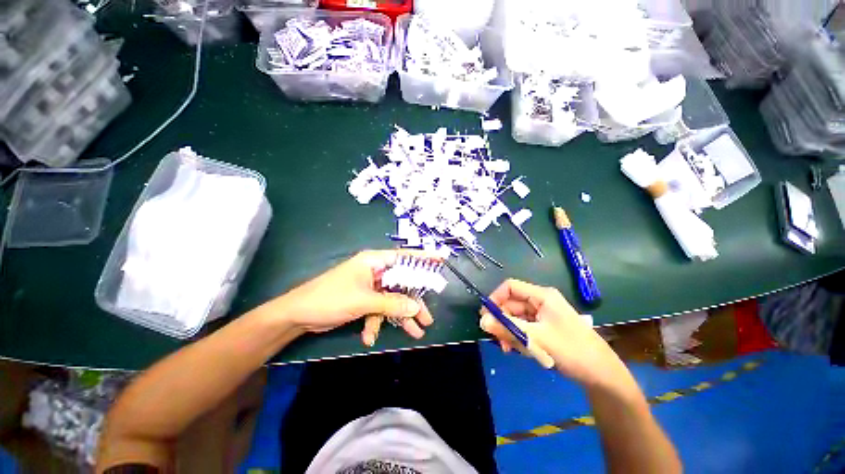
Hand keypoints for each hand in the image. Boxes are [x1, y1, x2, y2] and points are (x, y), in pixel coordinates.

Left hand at [275, 250, 435, 345]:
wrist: (299, 314)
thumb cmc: (331, 298)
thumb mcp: (364, 301)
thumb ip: (392, 303)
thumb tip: (415, 308)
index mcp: (374, 262)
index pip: (404, 257)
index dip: (423, 258)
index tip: (441, 261)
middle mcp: (374, 271)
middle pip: (401, 283)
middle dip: (413, 302)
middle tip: (427, 318)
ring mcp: (369, 286)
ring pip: (392, 299)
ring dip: (399, 316)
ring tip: (414, 333)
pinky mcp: (364, 299)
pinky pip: (378, 308)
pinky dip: (376, 322)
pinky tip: (369, 337)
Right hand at [479, 279, 624, 387]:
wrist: (602, 375)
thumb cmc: (572, 350)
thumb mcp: (537, 338)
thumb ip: (508, 328)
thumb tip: (482, 321)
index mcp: (542, 296)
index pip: (510, 287)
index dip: (495, 298)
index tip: (486, 316)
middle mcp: (540, 302)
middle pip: (511, 304)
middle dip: (502, 321)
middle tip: (498, 339)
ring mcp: (542, 315)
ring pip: (516, 318)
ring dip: (509, 332)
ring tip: (511, 349)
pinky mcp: (544, 328)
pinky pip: (523, 328)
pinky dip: (518, 338)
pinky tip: (522, 351)